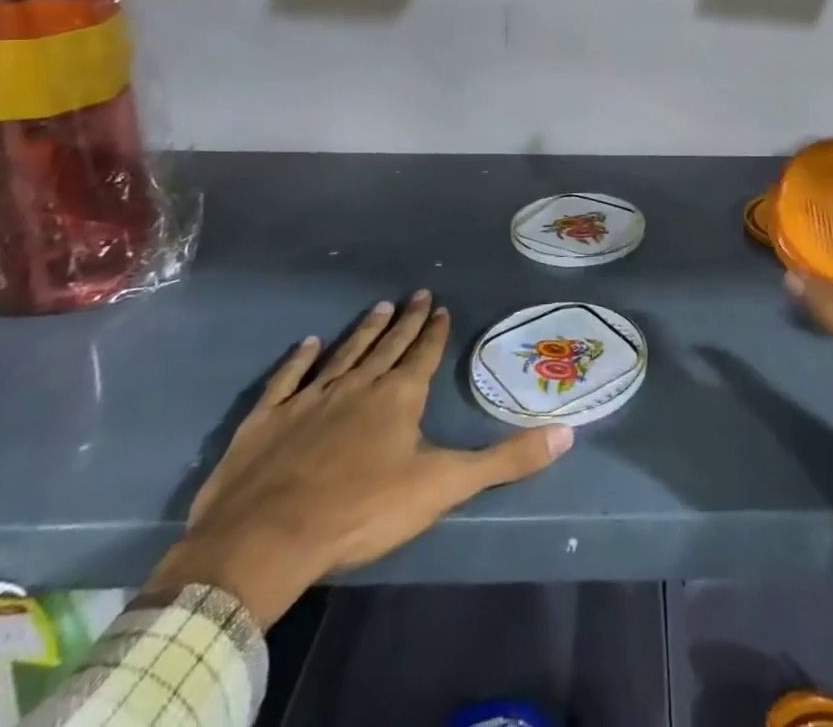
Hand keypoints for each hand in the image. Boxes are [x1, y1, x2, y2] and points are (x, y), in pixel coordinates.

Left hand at [148, 291, 572, 625]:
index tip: (441, 306)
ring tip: (377, 306)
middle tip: (416, 293)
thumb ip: (505, 460)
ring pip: (343, 353)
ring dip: (362, 331)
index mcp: (398, 397)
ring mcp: (309, 399)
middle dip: (405, 320)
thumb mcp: (443, 487)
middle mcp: (357, 385)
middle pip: (387, 345)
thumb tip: (566, 433)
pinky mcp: (266, 419)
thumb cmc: (361, 510)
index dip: (434, 331)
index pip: (423, 354)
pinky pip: (287, 379)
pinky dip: (298, 360)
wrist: (266, 539)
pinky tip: (307, 343)